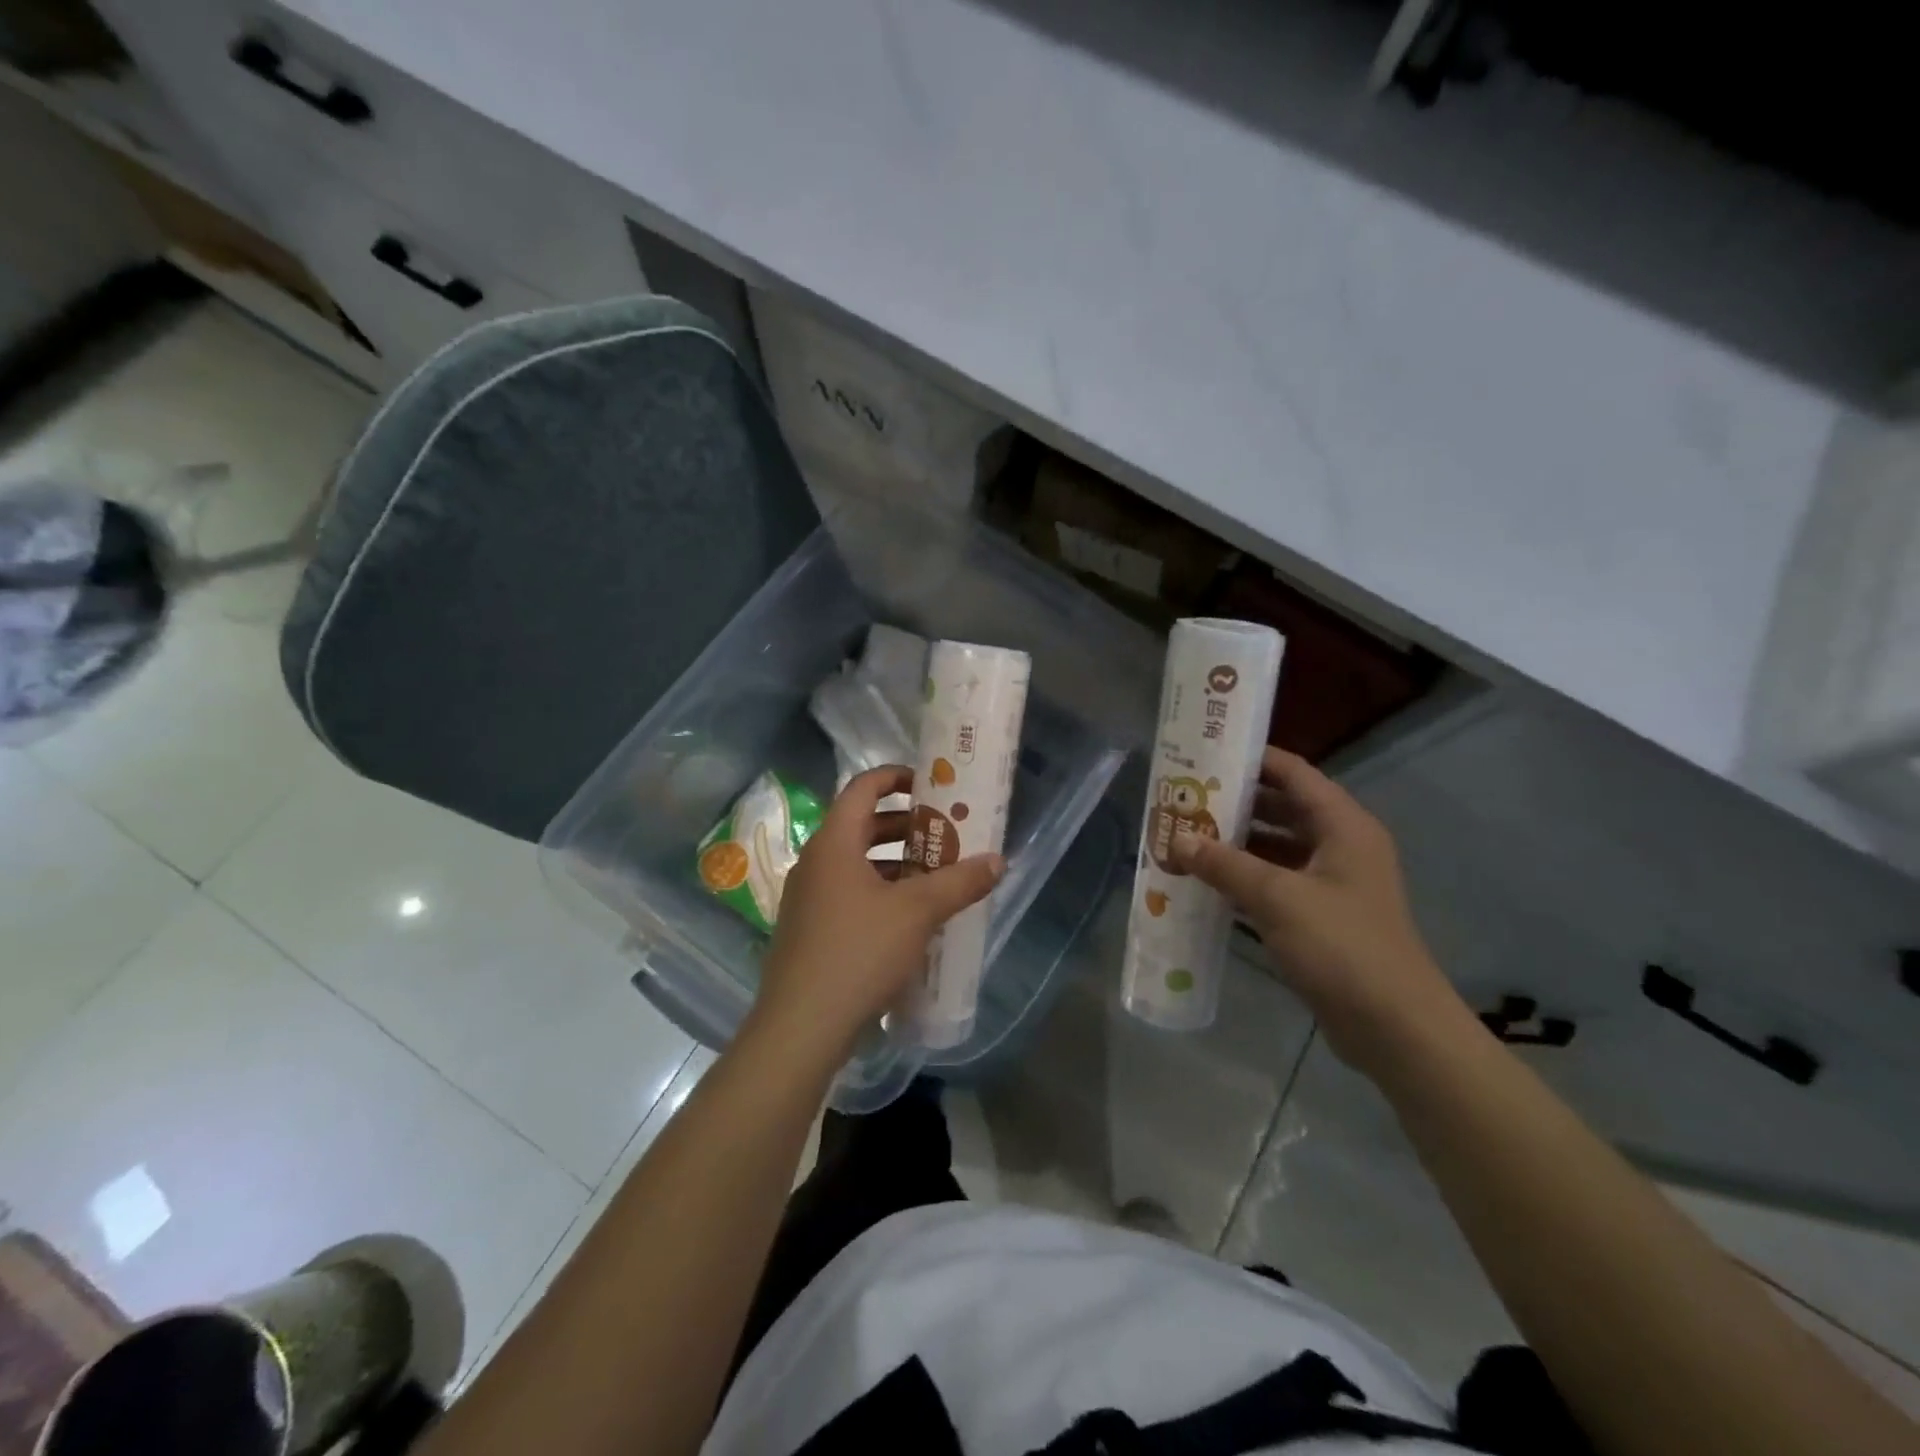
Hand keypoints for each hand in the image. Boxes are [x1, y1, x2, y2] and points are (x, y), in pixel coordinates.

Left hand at [753, 765, 1003, 1059]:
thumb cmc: (859, 952)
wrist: (801, 1026)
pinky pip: (849, 894)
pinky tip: (910, 919)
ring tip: (936, 876)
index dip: (896, 777)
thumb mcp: (918, 912)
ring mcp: (808, 898)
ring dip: (895, 863)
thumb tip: (998, 861)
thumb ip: (959, 882)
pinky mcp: (809, 930)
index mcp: (834, 843)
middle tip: (945, 833)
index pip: (863, 788)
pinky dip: (880, 892)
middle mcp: (816, 862)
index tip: (931, 783)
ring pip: (856, 863)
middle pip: (862, 825)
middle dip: (905, 826)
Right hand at [1169, 748, 1473, 1069]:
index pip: (1293, 773)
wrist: (1394, 1027)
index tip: (1205, 752)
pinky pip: (1277, 881)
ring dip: (1236, 842)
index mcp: (1343, 826)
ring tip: (1185, 835)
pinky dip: (1245, 877)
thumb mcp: (1278, 897)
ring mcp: (1333, 883)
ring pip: (1276, 846)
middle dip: (1234, 802)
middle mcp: (1341, 845)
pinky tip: (1207, 881)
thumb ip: (1225, 864)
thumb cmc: (1342, 946)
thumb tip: (1177, 839)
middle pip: (1282, 807)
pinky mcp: (1322, 916)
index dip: (1252, 759)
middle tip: (1184, 797)